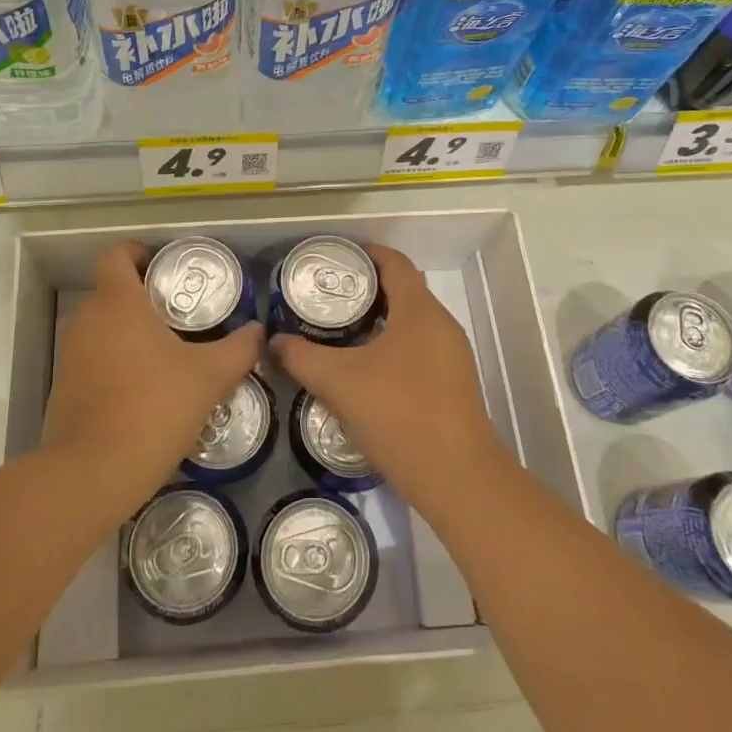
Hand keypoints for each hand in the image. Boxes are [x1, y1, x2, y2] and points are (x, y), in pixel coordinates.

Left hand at [42, 240, 262, 515]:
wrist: (93, 473)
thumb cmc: (154, 407)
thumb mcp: (209, 377)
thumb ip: (238, 349)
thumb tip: (258, 331)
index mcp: (118, 303)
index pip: (116, 256)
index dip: (137, 252)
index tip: (162, 264)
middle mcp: (87, 320)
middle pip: (112, 292)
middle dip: (143, 298)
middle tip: (181, 314)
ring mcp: (71, 356)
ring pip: (103, 329)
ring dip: (130, 334)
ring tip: (168, 354)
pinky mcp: (65, 389)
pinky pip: (94, 361)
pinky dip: (116, 364)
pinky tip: (145, 391)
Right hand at [271, 243, 506, 516]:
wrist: (456, 478)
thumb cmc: (398, 414)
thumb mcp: (339, 382)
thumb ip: (302, 357)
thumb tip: (274, 342)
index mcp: (420, 311)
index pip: (395, 263)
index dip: (366, 253)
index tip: (334, 257)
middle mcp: (441, 325)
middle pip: (404, 290)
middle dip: (367, 288)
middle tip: (328, 295)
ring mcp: (452, 356)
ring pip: (412, 322)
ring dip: (379, 318)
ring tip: (340, 329)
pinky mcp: (453, 384)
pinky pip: (419, 347)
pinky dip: (392, 344)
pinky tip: (365, 367)